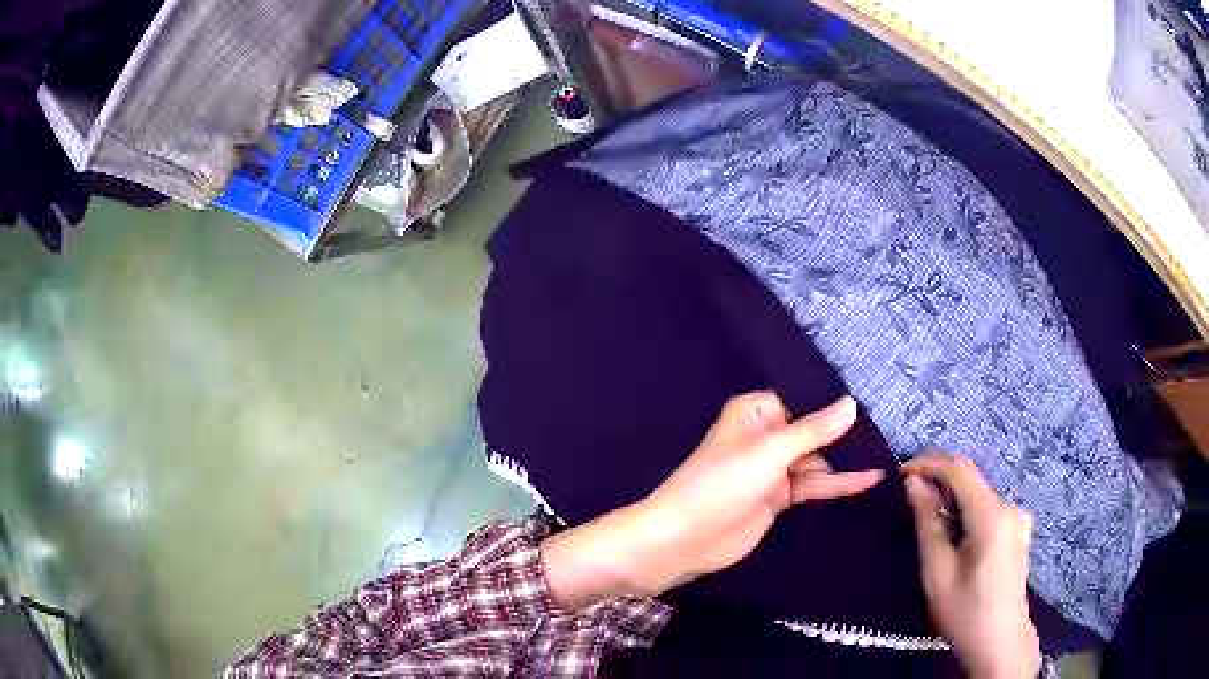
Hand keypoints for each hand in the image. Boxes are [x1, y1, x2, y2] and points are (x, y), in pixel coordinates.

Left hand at [541, 393, 883, 610]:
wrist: (685, 538)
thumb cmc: (723, 483)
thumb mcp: (772, 451)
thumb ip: (814, 430)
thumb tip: (852, 403)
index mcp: (755, 413)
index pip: (802, 400)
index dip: (831, 406)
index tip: (870, 405)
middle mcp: (765, 437)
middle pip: (812, 431)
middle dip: (843, 436)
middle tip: (887, 434)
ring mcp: (772, 470)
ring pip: (815, 460)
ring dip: (844, 462)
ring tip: (887, 455)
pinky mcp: (777, 498)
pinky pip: (812, 485)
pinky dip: (838, 484)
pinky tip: (868, 480)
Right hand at [902, 454, 1040, 678]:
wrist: (1000, 643)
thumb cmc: (965, 613)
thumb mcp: (937, 573)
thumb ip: (927, 524)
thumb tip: (914, 484)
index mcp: (992, 515)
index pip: (960, 470)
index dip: (929, 464)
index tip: (901, 473)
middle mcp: (1010, 506)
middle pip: (971, 481)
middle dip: (940, 483)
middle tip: (910, 501)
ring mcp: (1018, 518)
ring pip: (979, 495)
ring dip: (953, 500)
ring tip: (930, 523)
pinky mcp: (1019, 530)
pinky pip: (989, 508)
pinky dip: (968, 512)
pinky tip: (956, 537)